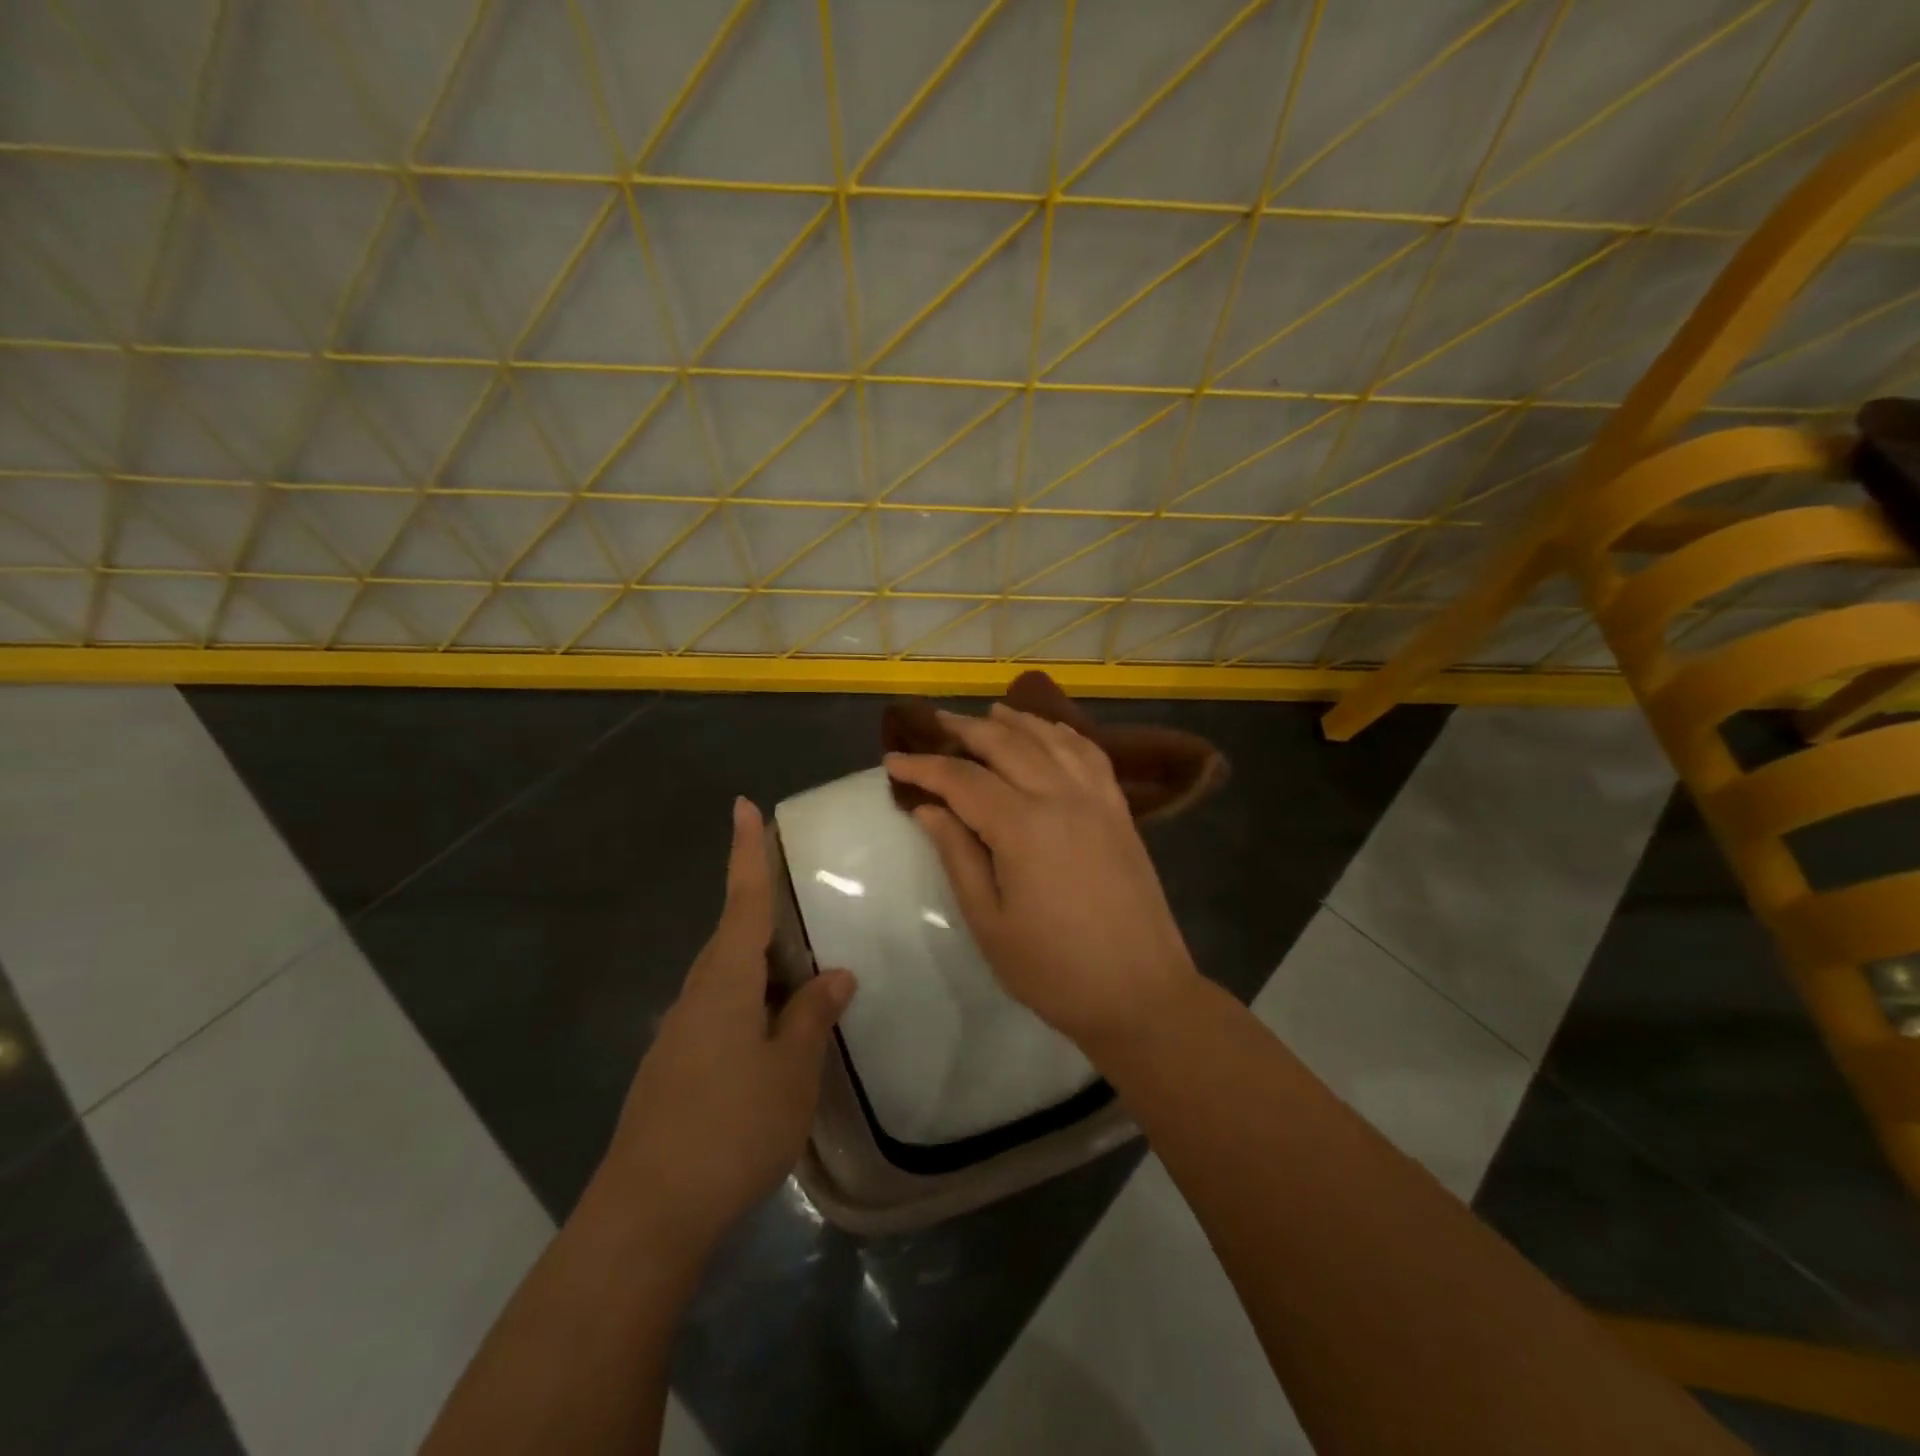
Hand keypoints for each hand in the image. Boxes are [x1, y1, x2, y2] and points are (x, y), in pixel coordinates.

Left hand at [600, 798, 854, 1257]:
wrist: (648, 1213)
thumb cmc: (731, 1128)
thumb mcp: (791, 1071)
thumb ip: (812, 1017)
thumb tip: (836, 974)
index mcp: (725, 983)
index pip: (742, 901)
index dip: (747, 853)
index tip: (743, 806)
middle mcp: (696, 996)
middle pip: (734, 937)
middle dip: (762, 912)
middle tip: (800, 900)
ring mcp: (680, 1033)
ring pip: (726, 979)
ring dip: (761, 968)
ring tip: (800, 974)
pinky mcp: (674, 1067)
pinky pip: (719, 1013)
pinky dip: (750, 1005)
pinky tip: (772, 1035)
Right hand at [886, 704, 1200, 1051]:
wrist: (1141, 994)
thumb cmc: (1054, 970)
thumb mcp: (989, 922)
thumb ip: (958, 856)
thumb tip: (927, 809)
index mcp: (1023, 826)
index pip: (962, 780)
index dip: (924, 767)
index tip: (892, 760)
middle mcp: (1061, 797)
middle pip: (1007, 744)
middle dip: (966, 729)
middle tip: (934, 723)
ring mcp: (1097, 800)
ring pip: (1051, 740)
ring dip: (1017, 721)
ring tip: (990, 712)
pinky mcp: (1120, 811)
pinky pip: (1090, 754)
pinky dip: (1065, 734)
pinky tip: (1051, 733)